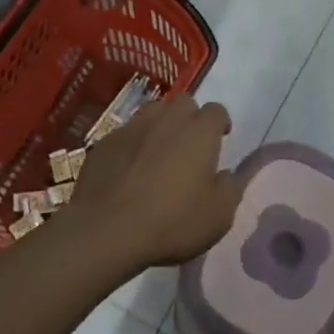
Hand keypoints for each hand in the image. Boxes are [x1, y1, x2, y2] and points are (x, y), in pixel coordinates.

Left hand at [56, 95, 243, 271]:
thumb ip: (229, 188)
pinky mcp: (104, 143)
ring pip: (152, 112)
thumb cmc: (172, 222)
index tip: (220, 138)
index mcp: (199, 133)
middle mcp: (167, 120)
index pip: (216, 111)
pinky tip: (129, 168)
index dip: (220, 123)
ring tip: (159, 150)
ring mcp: (132, 128)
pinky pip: (125, 134)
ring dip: (161, 125)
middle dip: (190, 117)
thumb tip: (225, 174)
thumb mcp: (218, 216)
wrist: (107, 230)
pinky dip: (133, 144)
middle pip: (184, 102)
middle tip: (190, 144)